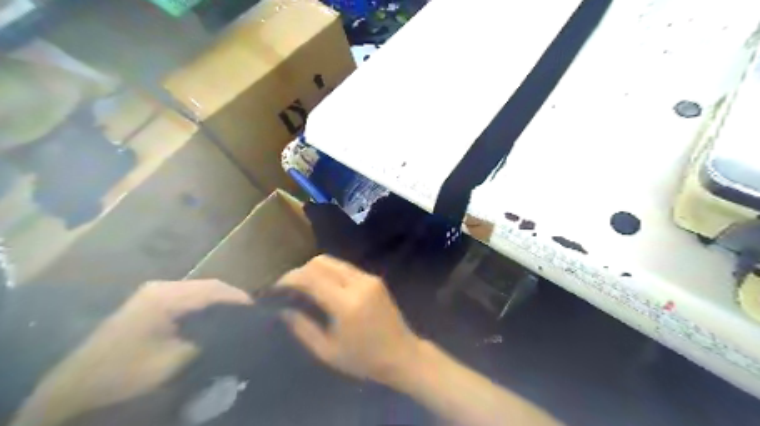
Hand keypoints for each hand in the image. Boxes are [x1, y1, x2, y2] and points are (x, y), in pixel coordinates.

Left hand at [8, 280, 251, 425]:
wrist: (73, 393)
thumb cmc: (127, 374)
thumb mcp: (176, 360)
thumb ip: (211, 340)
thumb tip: (242, 330)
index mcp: (167, 295)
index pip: (216, 289)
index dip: (241, 300)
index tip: (260, 315)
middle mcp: (161, 288)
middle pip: (209, 288)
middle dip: (232, 302)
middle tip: (251, 319)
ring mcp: (153, 296)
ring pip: (200, 294)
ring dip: (219, 306)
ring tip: (238, 321)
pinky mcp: (149, 307)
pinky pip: (187, 303)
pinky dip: (205, 311)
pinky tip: (213, 325)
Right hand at [278, 254, 420, 383]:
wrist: (402, 354)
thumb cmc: (364, 359)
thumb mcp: (328, 351)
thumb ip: (303, 328)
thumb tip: (283, 311)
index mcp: (346, 304)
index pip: (311, 278)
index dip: (290, 278)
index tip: (276, 287)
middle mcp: (358, 284)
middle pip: (322, 262)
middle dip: (301, 270)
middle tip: (289, 286)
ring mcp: (369, 278)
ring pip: (334, 262)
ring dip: (315, 269)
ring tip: (303, 285)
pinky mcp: (375, 279)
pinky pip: (346, 268)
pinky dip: (330, 272)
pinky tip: (324, 286)